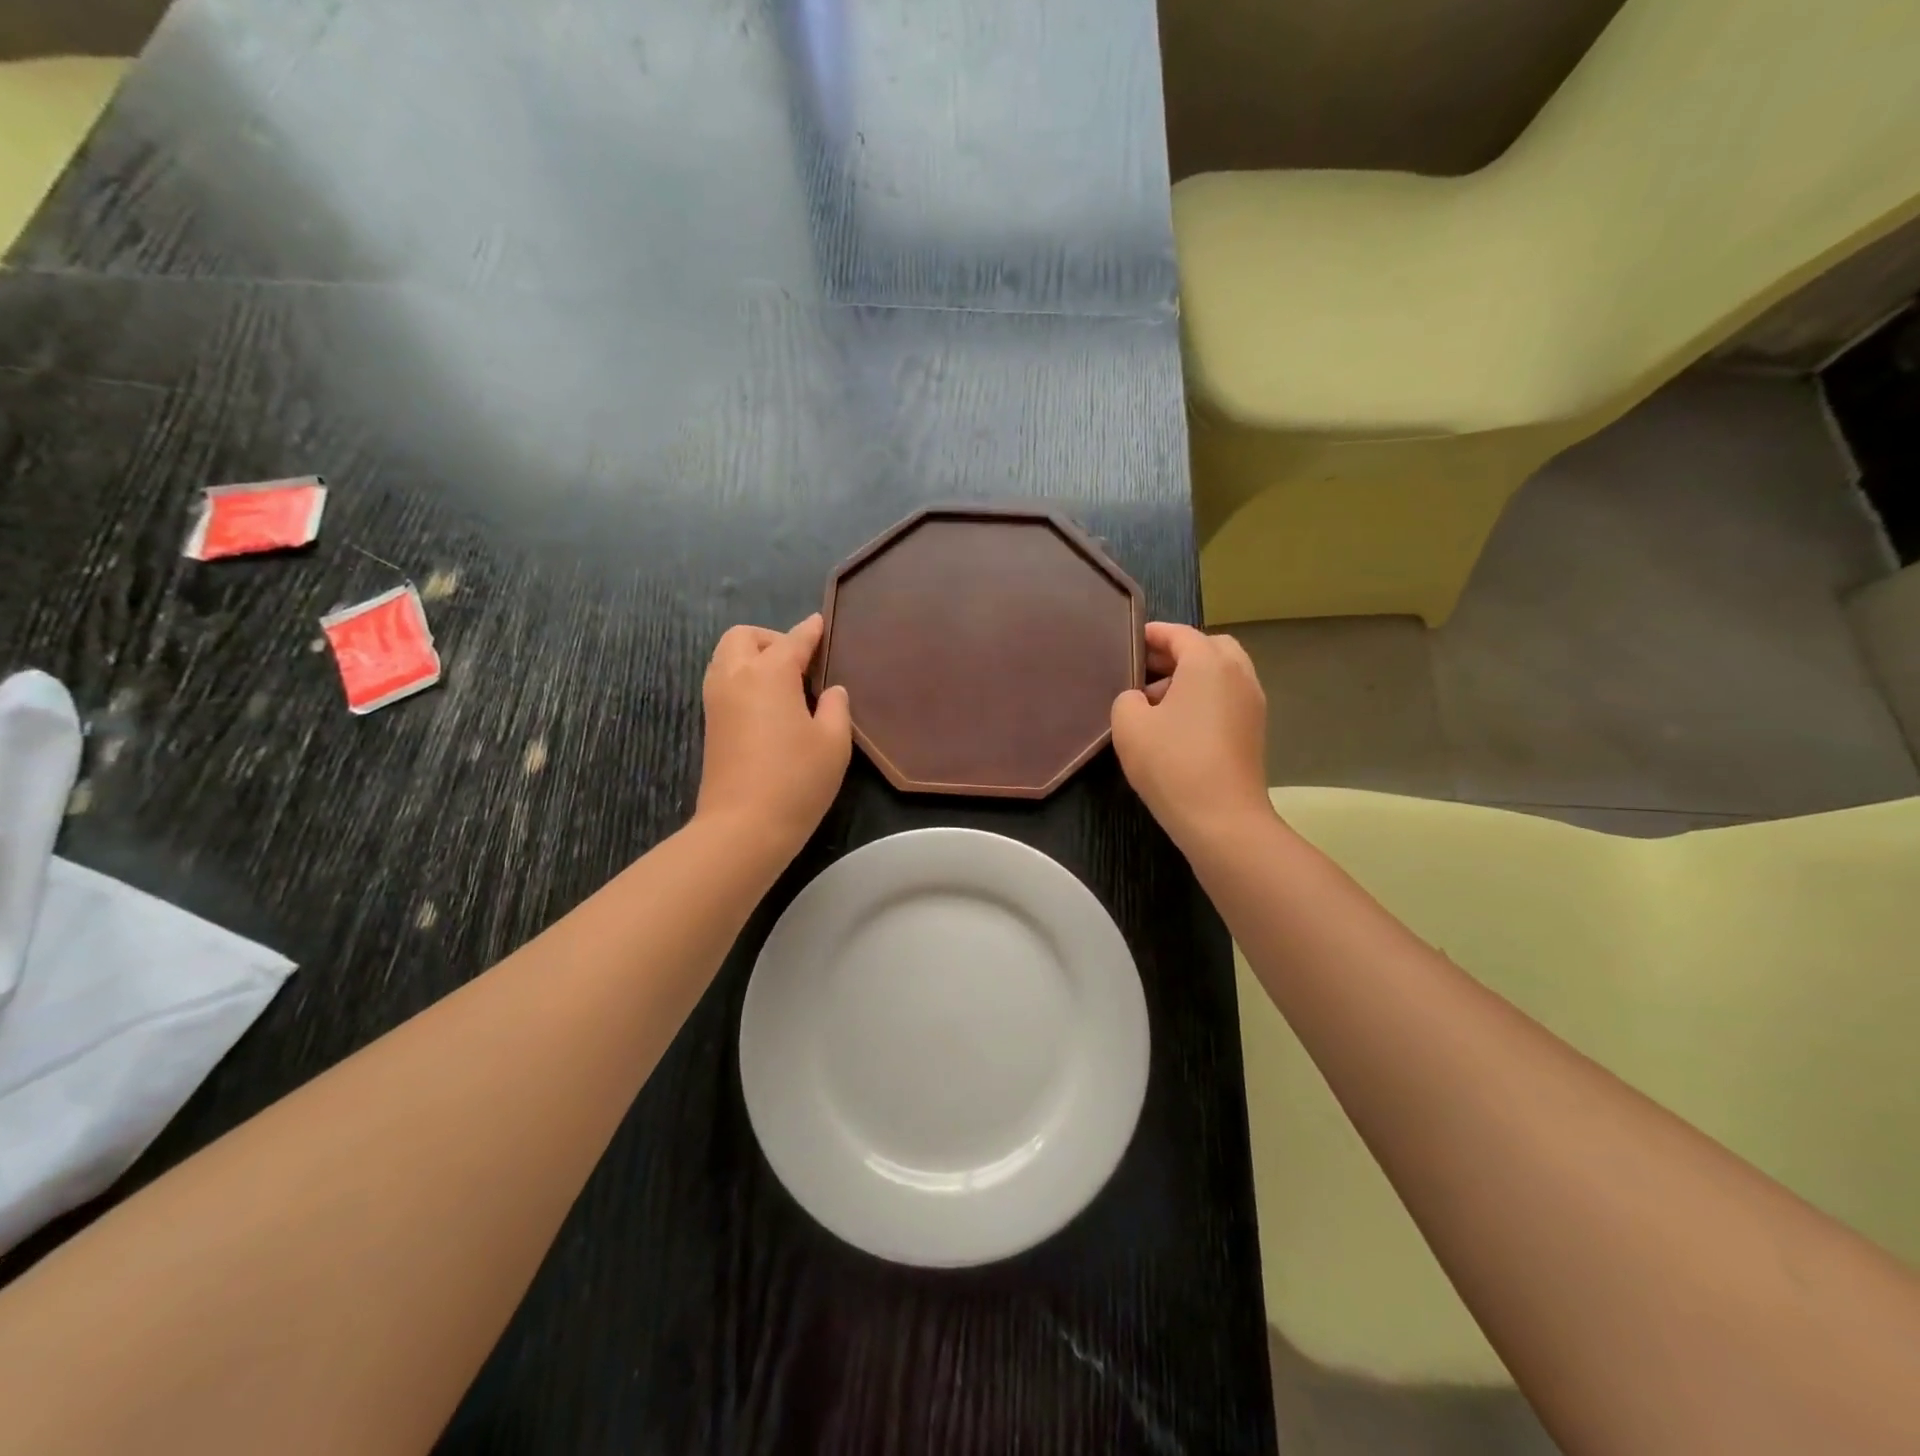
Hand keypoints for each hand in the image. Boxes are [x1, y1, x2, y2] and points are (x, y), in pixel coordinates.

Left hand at [695, 615, 851, 861]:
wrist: (743, 826)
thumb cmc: (796, 780)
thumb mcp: (833, 743)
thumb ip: (835, 707)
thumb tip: (830, 691)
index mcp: (769, 674)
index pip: (793, 641)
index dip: (810, 631)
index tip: (820, 623)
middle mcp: (736, 677)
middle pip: (744, 637)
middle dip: (771, 638)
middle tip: (799, 663)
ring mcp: (716, 701)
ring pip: (726, 657)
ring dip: (752, 656)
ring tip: (783, 682)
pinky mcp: (710, 724)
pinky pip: (723, 681)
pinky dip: (742, 677)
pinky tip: (767, 703)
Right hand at [1111, 622, 1270, 852]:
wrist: (1222, 819)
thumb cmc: (1172, 763)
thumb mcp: (1129, 725)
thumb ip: (1127, 699)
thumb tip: (1140, 699)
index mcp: (1208, 663)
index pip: (1180, 634)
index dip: (1153, 634)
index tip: (1131, 640)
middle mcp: (1238, 675)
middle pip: (1210, 647)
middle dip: (1178, 652)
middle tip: (1146, 669)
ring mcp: (1252, 703)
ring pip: (1222, 673)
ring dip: (1192, 676)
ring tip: (1157, 700)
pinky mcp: (1254, 730)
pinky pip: (1228, 697)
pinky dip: (1205, 697)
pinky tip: (1178, 724)